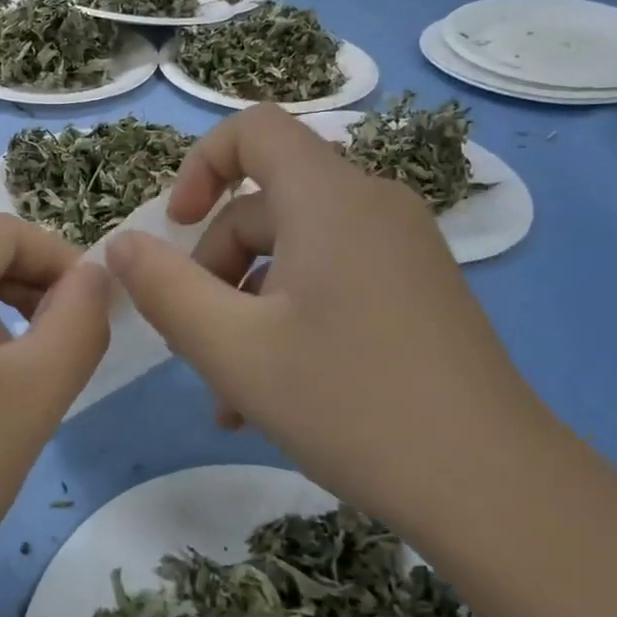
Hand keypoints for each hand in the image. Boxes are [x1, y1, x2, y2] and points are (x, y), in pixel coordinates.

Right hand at [104, 104, 549, 524]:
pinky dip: (290, 318)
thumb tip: (122, 245)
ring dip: (247, 307)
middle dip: (216, 267)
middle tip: (195, 344)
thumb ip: (164, 288)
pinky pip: (332, 280)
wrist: (494, 487)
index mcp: (330, 198)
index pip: (254, 129)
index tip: (173, 229)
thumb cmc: (351, 402)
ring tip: (231, 393)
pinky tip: (273, 396)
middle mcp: (372, 206)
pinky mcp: (416, 291)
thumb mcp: (233, 348)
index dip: (199, 166)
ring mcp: (402, 250)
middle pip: (265, 205)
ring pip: (295, 253)